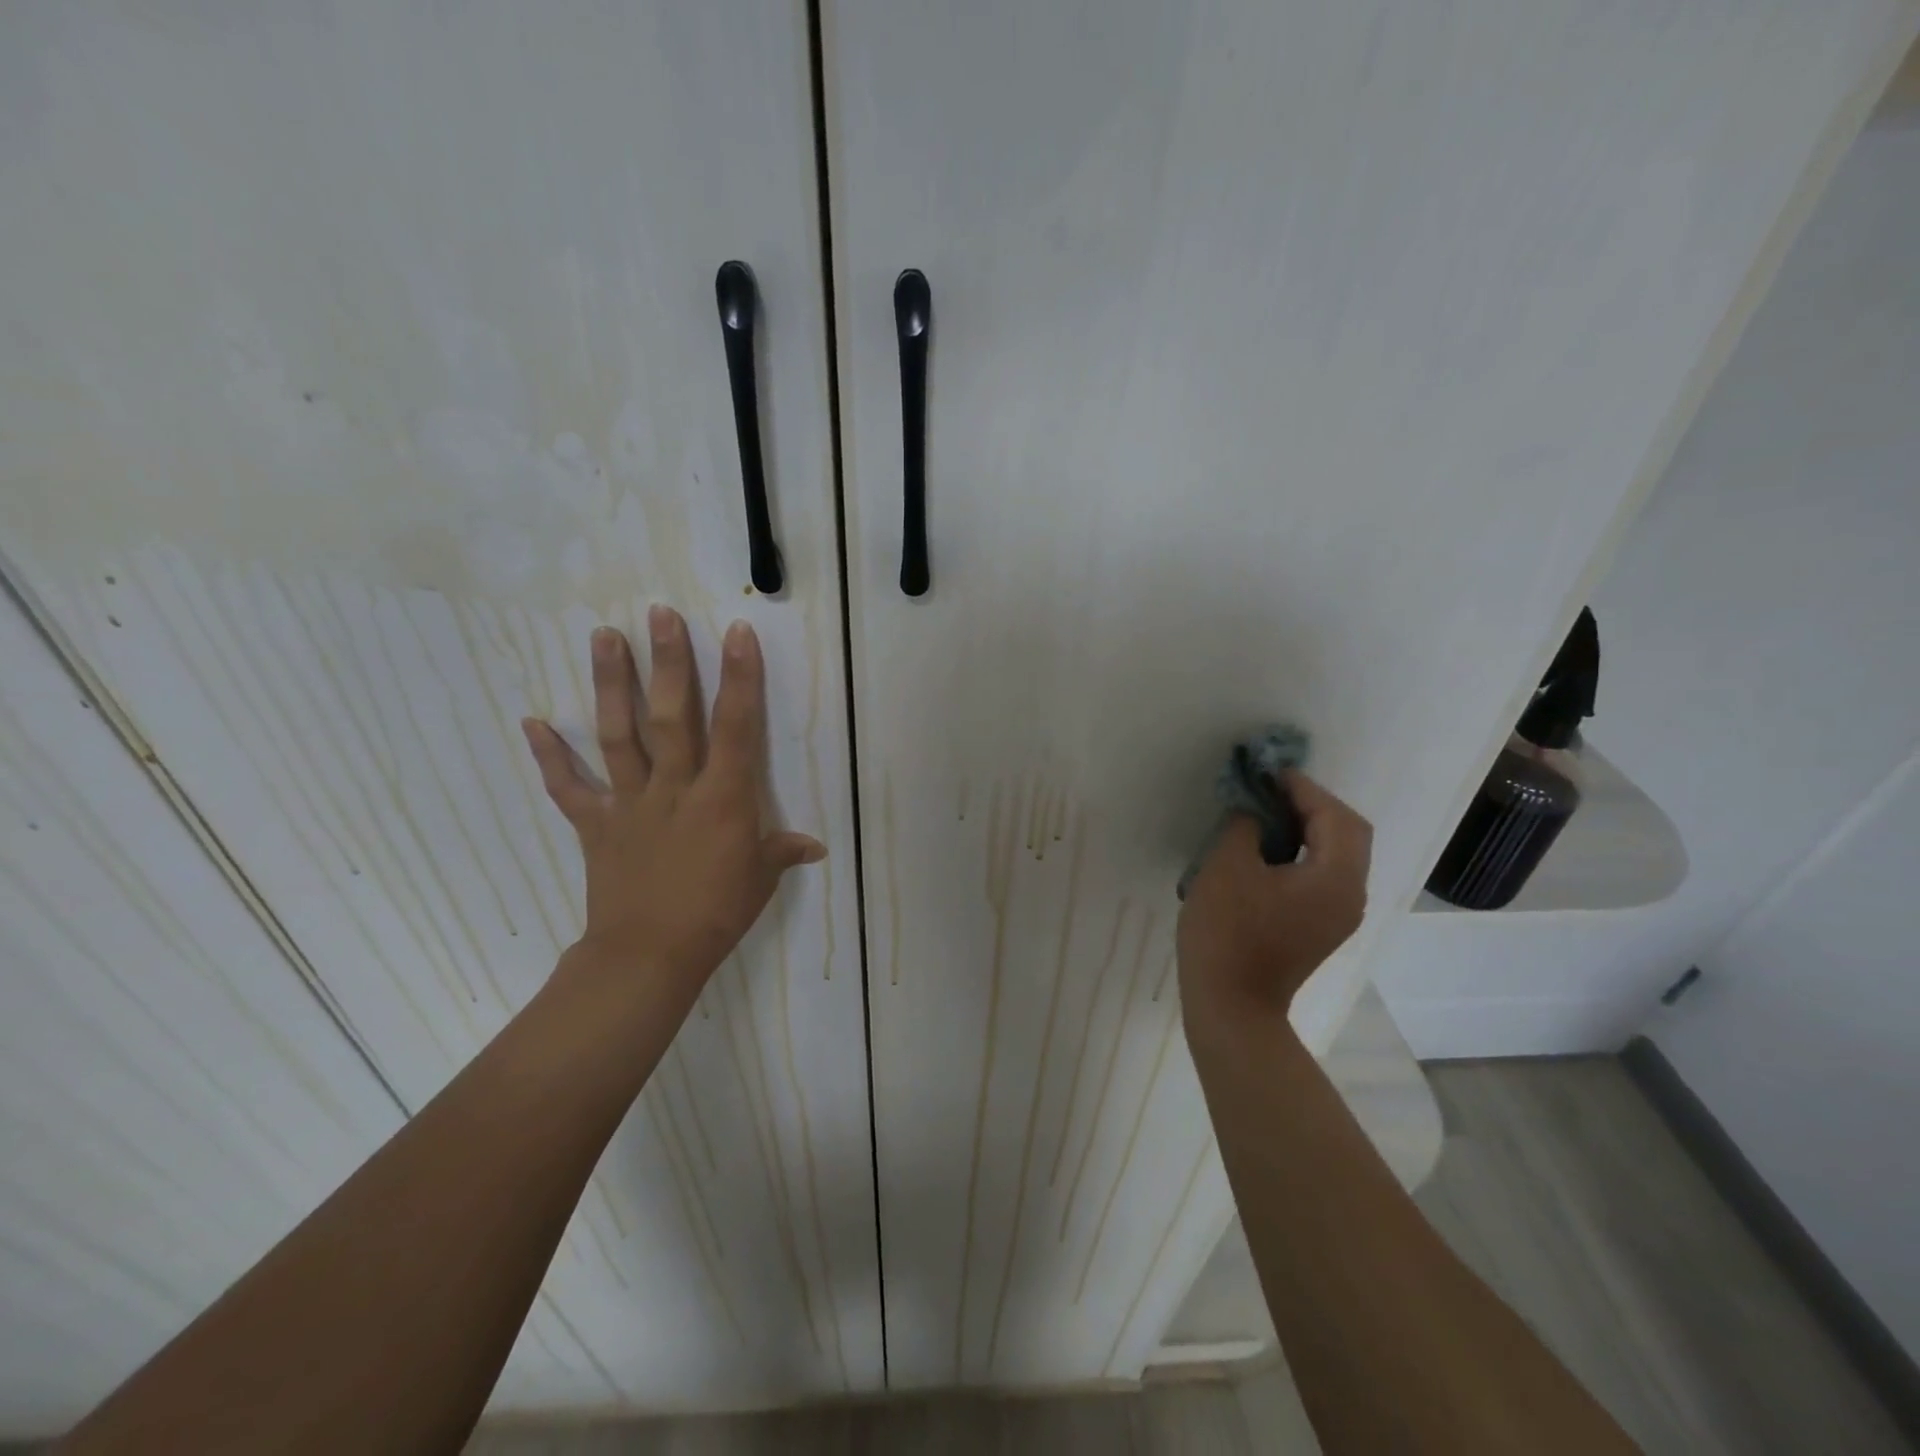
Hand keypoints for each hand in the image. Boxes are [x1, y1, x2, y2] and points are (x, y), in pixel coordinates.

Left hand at [520, 607, 824, 992]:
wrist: (649, 955)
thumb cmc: (716, 913)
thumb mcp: (761, 879)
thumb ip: (783, 851)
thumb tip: (815, 846)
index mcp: (721, 798)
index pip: (735, 727)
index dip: (739, 678)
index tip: (737, 633)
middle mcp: (674, 788)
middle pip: (671, 717)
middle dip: (668, 663)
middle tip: (659, 614)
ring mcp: (630, 803)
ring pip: (619, 735)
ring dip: (611, 684)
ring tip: (604, 636)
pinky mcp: (596, 824)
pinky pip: (570, 787)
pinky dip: (550, 756)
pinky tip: (532, 721)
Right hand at [1177, 769, 1371, 1034]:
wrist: (1231, 1007)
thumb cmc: (1228, 933)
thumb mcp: (1228, 866)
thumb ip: (1245, 825)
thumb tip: (1253, 808)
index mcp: (1336, 877)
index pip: (1335, 817)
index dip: (1303, 788)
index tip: (1267, 773)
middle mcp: (1351, 894)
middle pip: (1347, 834)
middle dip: (1312, 806)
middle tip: (1270, 792)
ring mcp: (1338, 915)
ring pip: (1337, 855)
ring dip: (1308, 828)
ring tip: (1264, 815)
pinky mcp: (1320, 927)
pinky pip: (1323, 876)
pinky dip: (1303, 853)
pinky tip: (1267, 851)